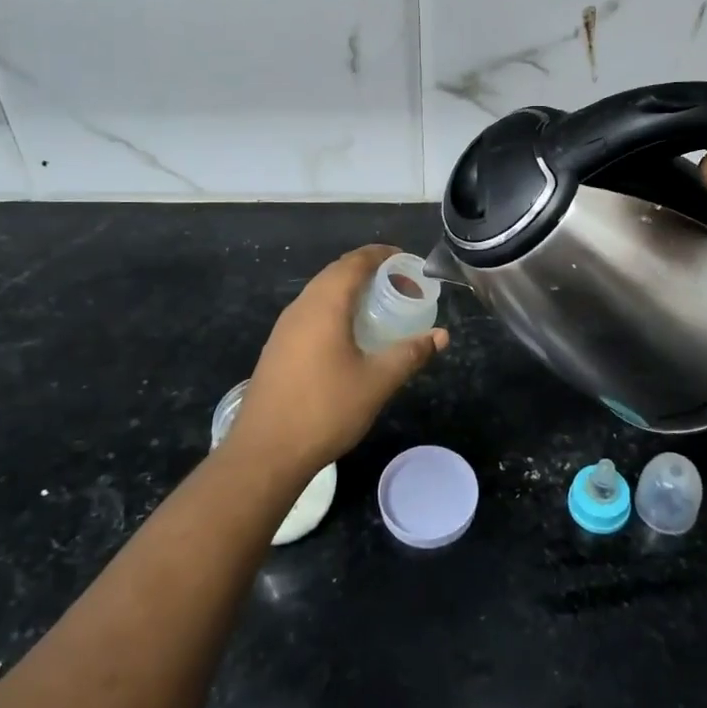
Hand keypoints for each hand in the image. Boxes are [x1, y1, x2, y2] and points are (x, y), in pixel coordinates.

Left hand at [229, 245, 448, 477]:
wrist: (265, 452)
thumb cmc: (325, 409)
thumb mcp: (377, 382)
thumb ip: (410, 354)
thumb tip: (441, 336)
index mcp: (325, 304)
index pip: (354, 262)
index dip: (382, 255)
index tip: (407, 261)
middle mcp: (301, 307)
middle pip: (337, 272)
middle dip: (369, 271)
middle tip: (400, 285)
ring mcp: (285, 328)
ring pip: (322, 293)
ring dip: (351, 291)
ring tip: (380, 307)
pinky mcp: (278, 347)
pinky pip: (311, 313)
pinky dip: (336, 309)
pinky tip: (350, 335)